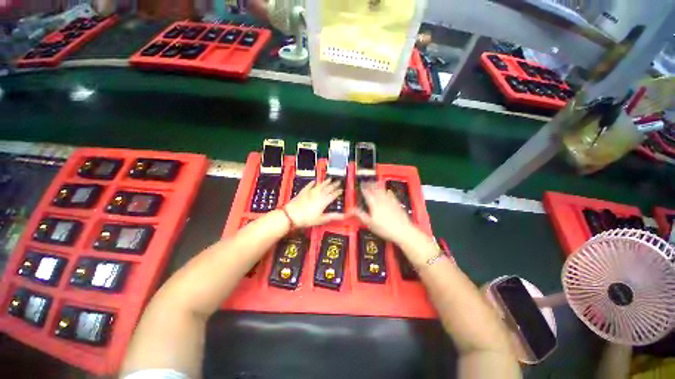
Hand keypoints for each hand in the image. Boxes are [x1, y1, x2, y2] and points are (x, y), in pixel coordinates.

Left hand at [284, 180, 343, 227]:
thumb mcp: (321, 219)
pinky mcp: (303, 192)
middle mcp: (318, 194)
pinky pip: (309, 186)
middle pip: (328, 188)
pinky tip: (313, 181)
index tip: (341, 190)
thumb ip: (333, 216)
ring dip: (325, 182)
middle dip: (334, 185)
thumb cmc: (307, 218)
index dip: (338, 192)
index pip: (333, 195)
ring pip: (320, 185)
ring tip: (329, 179)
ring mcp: (310, 192)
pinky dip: (312, 183)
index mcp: (324, 201)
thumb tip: (343, 216)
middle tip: (338, 181)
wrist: (291, 215)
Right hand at [353, 183, 416, 244]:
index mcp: (374, 205)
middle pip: (375, 191)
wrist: (402, 230)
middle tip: (368, 181)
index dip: (364, 189)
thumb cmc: (384, 228)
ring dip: (379, 186)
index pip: (368, 195)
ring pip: (383, 191)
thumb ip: (361, 216)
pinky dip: (388, 192)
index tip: (361, 185)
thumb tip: (352, 210)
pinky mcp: (397, 204)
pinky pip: (391, 195)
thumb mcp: (370, 224)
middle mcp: (382, 201)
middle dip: (371, 185)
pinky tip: (388, 190)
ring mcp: (390, 202)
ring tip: (376, 182)